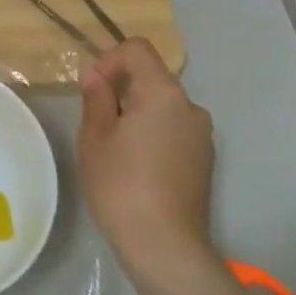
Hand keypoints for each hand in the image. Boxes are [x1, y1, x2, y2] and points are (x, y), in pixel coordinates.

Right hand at [77, 38, 217, 293]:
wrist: (164, 244)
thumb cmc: (121, 184)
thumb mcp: (95, 137)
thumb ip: (96, 98)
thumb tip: (96, 75)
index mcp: (163, 93)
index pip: (137, 50)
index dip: (109, 60)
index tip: (90, 90)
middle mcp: (190, 107)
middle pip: (151, 78)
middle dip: (120, 90)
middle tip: (94, 124)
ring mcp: (202, 136)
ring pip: (162, 107)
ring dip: (136, 115)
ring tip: (113, 150)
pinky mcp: (204, 161)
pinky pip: (173, 131)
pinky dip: (152, 135)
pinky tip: (135, 168)